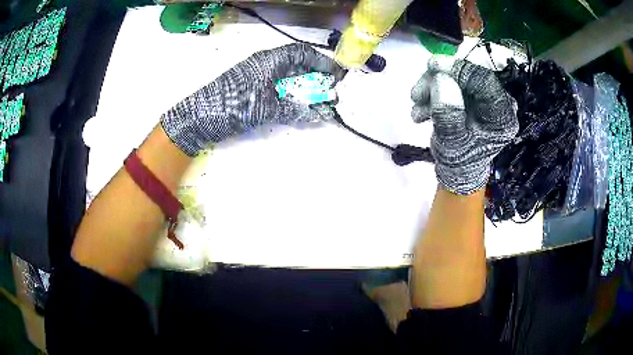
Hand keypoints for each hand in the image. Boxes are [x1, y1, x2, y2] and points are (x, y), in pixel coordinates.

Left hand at [161, 43, 345, 155]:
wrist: (199, 117)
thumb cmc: (232, 106)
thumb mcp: (265, 108)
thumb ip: (294, 110)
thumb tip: (319, 115)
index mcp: (269, 60)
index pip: (302, 53)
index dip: (321, 62)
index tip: (336, 75)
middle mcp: (265, 64)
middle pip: (297, 65)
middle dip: (316, 78)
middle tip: (330, 93)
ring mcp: (258, 77)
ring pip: (288, 77)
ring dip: (305, 88)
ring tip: (319, 103)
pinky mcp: (252, 90)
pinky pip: (278, 88)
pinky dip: (292, 97)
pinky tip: (299, 107)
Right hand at [411, 57, 518, 193]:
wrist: (459, 170)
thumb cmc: (459, 161)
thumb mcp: (451, 143)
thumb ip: (448, 114)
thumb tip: (441, 79)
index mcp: (502, 116)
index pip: (483, 81)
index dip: (458, 69)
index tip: (432, 65)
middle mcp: (499, 103)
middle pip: (468, 77)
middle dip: (438, 81)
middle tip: (415, 95)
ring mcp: (486, 98)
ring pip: (457, 78)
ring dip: (432, 88)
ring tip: (416, 108)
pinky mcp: (474, 96)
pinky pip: (453, 84)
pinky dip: (435, 92)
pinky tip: (422, 108)